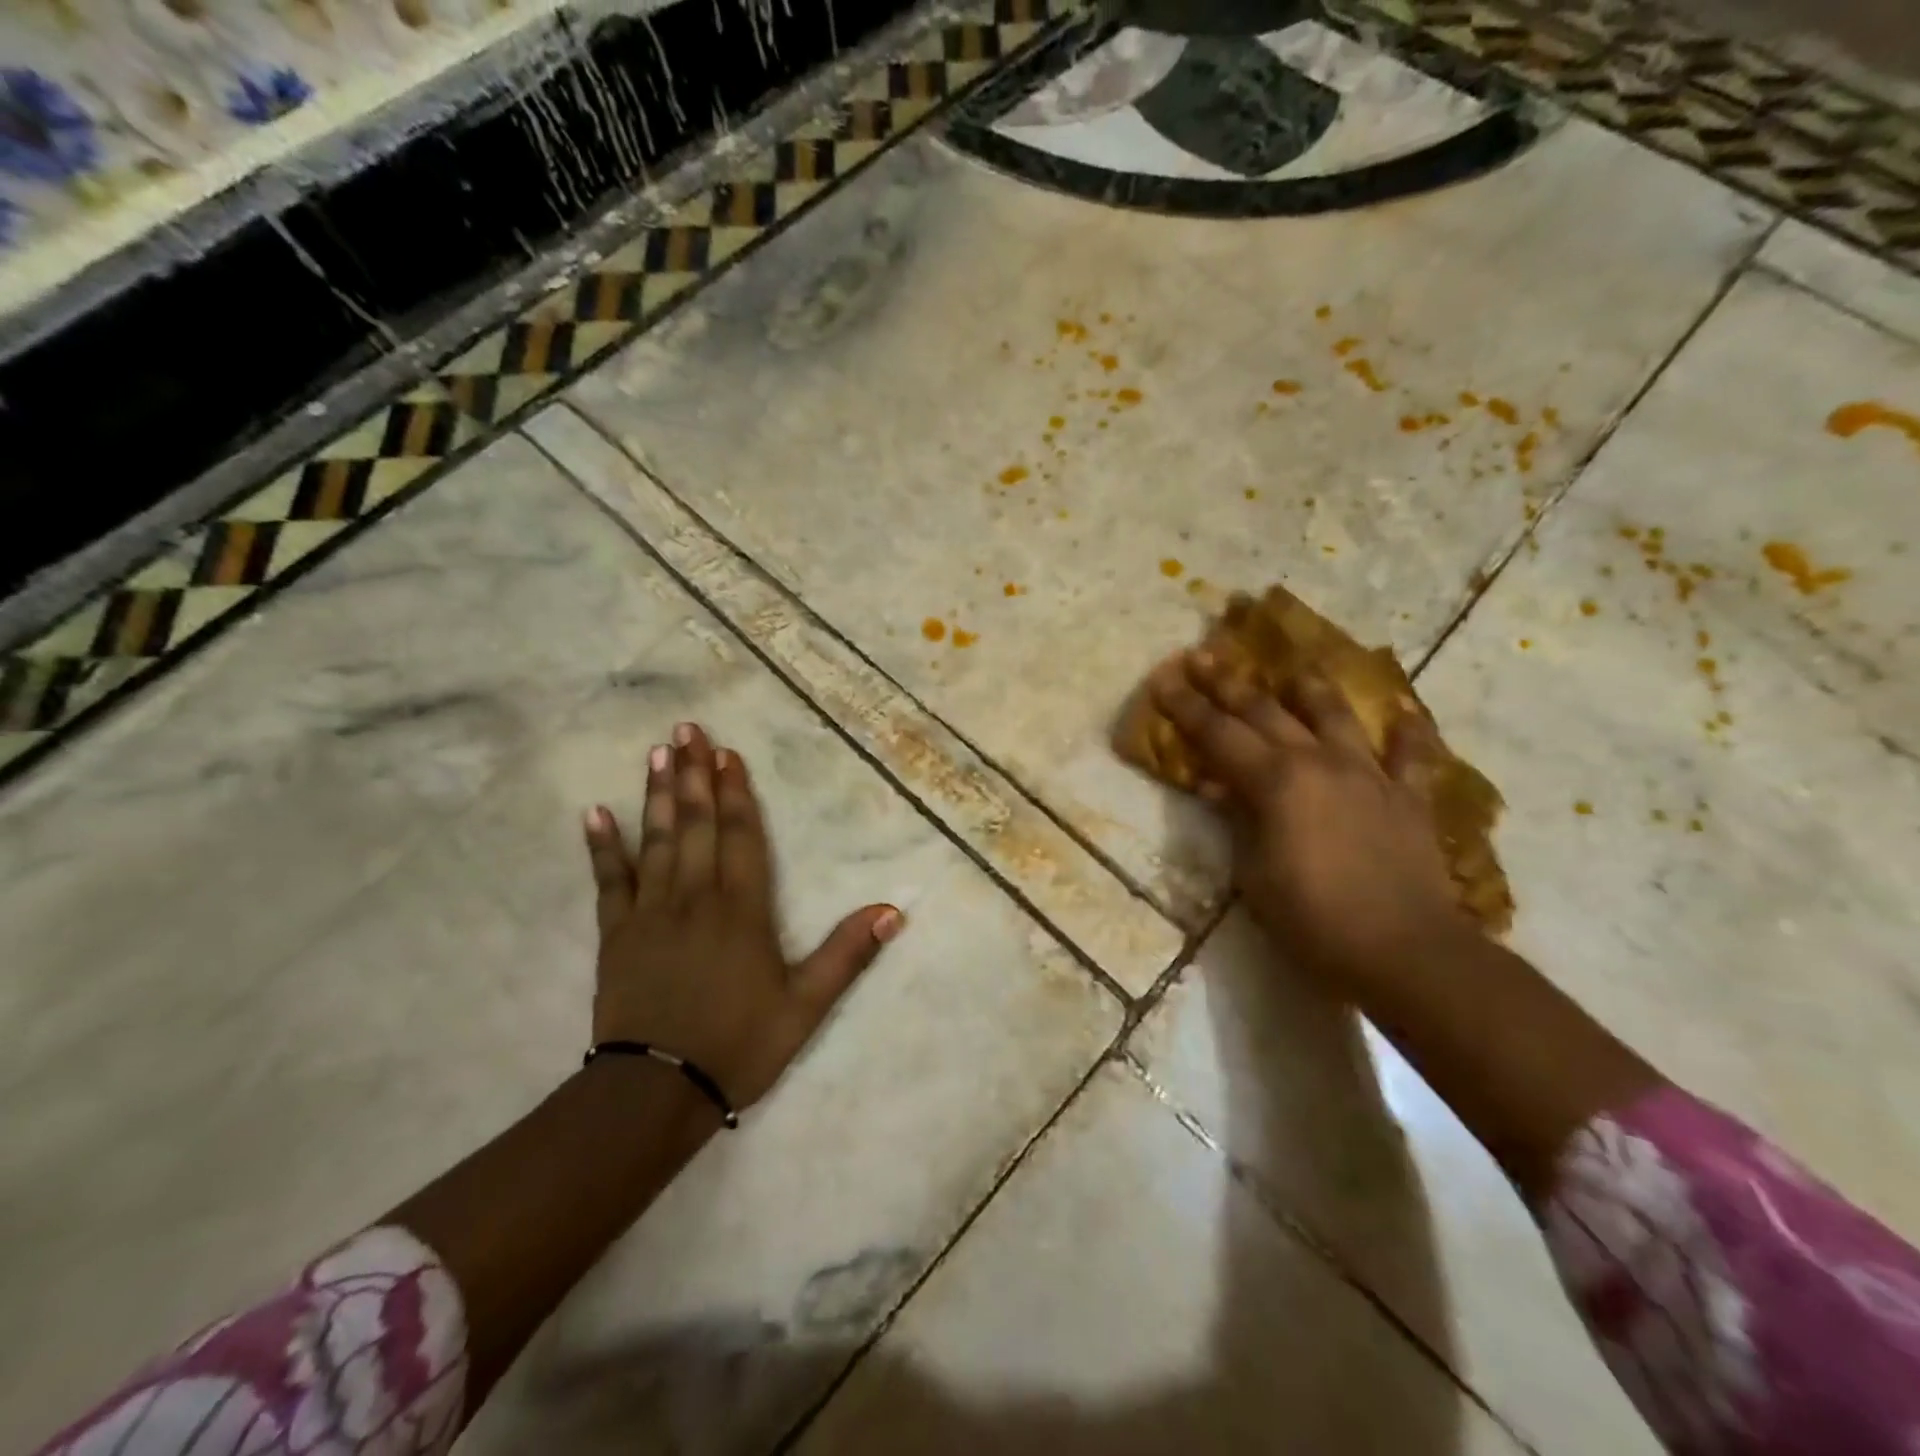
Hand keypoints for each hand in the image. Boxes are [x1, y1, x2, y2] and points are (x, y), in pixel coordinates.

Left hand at [583, 723, 903, 1111]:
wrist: (657, 1092)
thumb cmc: (738, 1044)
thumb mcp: (806, 1005)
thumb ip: (847, 954)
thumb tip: (894, 910)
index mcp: (742, 910)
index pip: (740, 836)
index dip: (735, 793)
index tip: (728, 754)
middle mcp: (696, 898)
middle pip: (696, 825)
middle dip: (694, 775)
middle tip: (687, 730)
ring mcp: (651, 913)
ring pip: (656, 841)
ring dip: (658, 795)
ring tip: (658, 754)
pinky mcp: (616, 935)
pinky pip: (609, 882)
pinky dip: (602, 847)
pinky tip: (594, 813)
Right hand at [1148, 652, 1469, 991]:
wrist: (1403, 951)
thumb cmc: (1311, 918)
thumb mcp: (1253, 872)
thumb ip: (1238, 818)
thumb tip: (1221, 785)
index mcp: (1275, 780)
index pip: (1217, 734)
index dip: (1186, 706)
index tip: (1163, 678)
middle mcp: (1320, 762)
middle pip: (1266, 712)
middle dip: (1229, 683)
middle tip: (1203, 656)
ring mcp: (1369, 775)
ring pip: (1335, 716)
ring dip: (1308, 688)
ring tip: (1293, 667)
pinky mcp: (1409, 798)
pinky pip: (1412, 755)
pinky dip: (1409, 730)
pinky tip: (1405, 710)